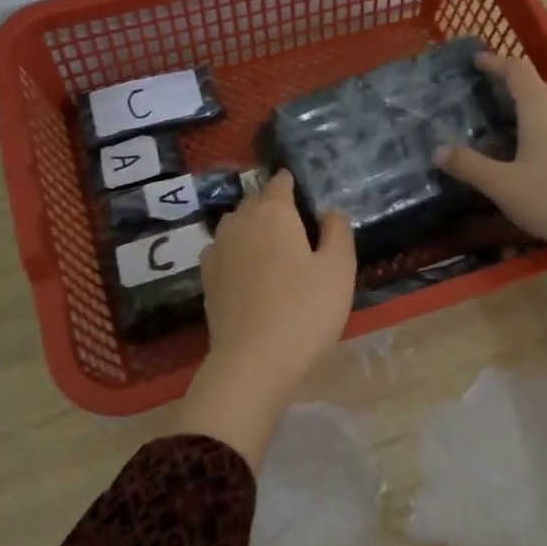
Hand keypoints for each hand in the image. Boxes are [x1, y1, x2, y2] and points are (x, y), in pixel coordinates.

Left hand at [172, 170, 355, 468]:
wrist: (252, 362)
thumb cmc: (305, 311)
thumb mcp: (339, 270)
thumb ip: (338, 232)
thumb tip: (329, 212)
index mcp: (274, 213)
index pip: (279, 183)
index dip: (290, 183)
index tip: (300, 189)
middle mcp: (240, 223)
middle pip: (254, 201)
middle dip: (271, 203)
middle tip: (293, 219)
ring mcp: (218, 251)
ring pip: (235, 224)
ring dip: (251, 225)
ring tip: (270, 242)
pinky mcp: (207, 280)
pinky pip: (222, 250)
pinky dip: (235, 250)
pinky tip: (246, 268)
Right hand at [438, 51, 546, 379]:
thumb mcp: (503, 186)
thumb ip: (469, 166)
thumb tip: (437, 151)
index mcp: (541, 109)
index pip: (517, 71)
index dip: (495, 62)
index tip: (476, 60)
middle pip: (534, 86)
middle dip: (507, 84)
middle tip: (480, 93)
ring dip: (524, 106)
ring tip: (499, 121)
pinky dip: (538, 125)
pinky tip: (527, 149)